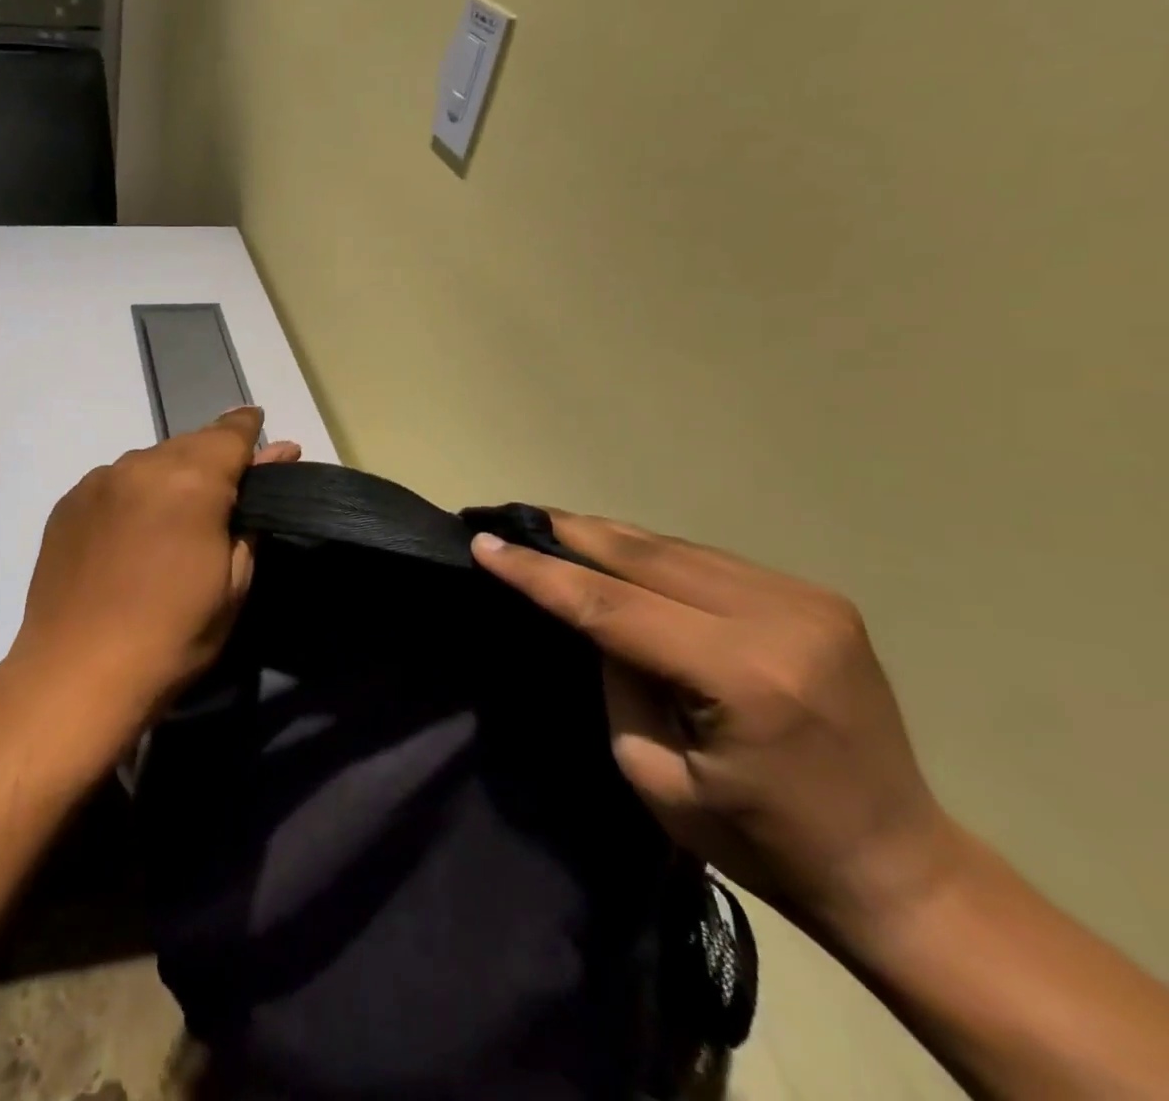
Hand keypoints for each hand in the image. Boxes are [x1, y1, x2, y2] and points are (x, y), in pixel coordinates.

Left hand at [9, 407, 300, 731]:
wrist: (77, 675)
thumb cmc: (173, 636)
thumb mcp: (233, 583)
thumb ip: (252, 514)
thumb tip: (278, 456)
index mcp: (191, 481)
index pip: (230, 433)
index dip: (249, 428)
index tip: (260, 427)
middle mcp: (141, 465)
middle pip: (189, 444)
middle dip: (211, 458)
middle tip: (223, 493)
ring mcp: (97, 481)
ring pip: (149, 461)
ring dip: (169, 477)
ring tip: (173, 518)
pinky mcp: (68, 503)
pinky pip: (114, 483)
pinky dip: (133, 494)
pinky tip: (132, 531)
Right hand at [473, 514, 958, 942]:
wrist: (897, 866)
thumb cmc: (763, 841)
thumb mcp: (654, 773)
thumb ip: (617, 680)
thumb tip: (592, 614)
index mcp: (744, 676)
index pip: (612, 605)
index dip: (541, 573)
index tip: (485, 542)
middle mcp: (780, 620)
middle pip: (645, 556)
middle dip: (569, 533)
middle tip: (509, 515)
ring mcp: (806, 601)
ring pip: (675, 547)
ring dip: (606, 537)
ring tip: (549, 526)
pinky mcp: (816, 598)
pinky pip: (707, 560)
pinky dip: (650, 553)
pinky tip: (614, 550)